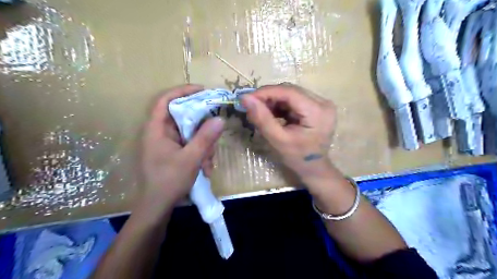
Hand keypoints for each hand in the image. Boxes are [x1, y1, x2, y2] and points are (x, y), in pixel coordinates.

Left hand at [141, 84, 223, 210]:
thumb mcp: (191, 159)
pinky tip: (205, 168)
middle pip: (183, 117)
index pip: (166, 100)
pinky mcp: (172, 152)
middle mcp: (160, 133)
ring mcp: (167, 143)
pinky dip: (200, 153)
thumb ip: (205, 138)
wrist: (157, 208)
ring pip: (190, 133)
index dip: (183, 91)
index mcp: (156, 129)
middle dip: (201, 128)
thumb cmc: (169, 181)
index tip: (203, 91)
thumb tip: (220, 118)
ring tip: (208, 163)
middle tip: (214, 136)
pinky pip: (190, 144)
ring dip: (203, 145)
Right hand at [240, 84, 337, 184]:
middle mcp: (323, 102)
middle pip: (290, 91)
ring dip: (273, 101)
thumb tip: (245, 98)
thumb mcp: (278, 140)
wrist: (314, 168)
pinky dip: (280, 105)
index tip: (247, 98)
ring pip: (291, 94)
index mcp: (318, 111)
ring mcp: (321, 104)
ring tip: (261, 112)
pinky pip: (294, 100)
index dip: (266, 92)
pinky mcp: (316, 106)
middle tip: (251, 106)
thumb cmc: (298, 158)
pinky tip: (272, 114)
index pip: (289, 92)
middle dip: (269, 97)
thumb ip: (262, 119)